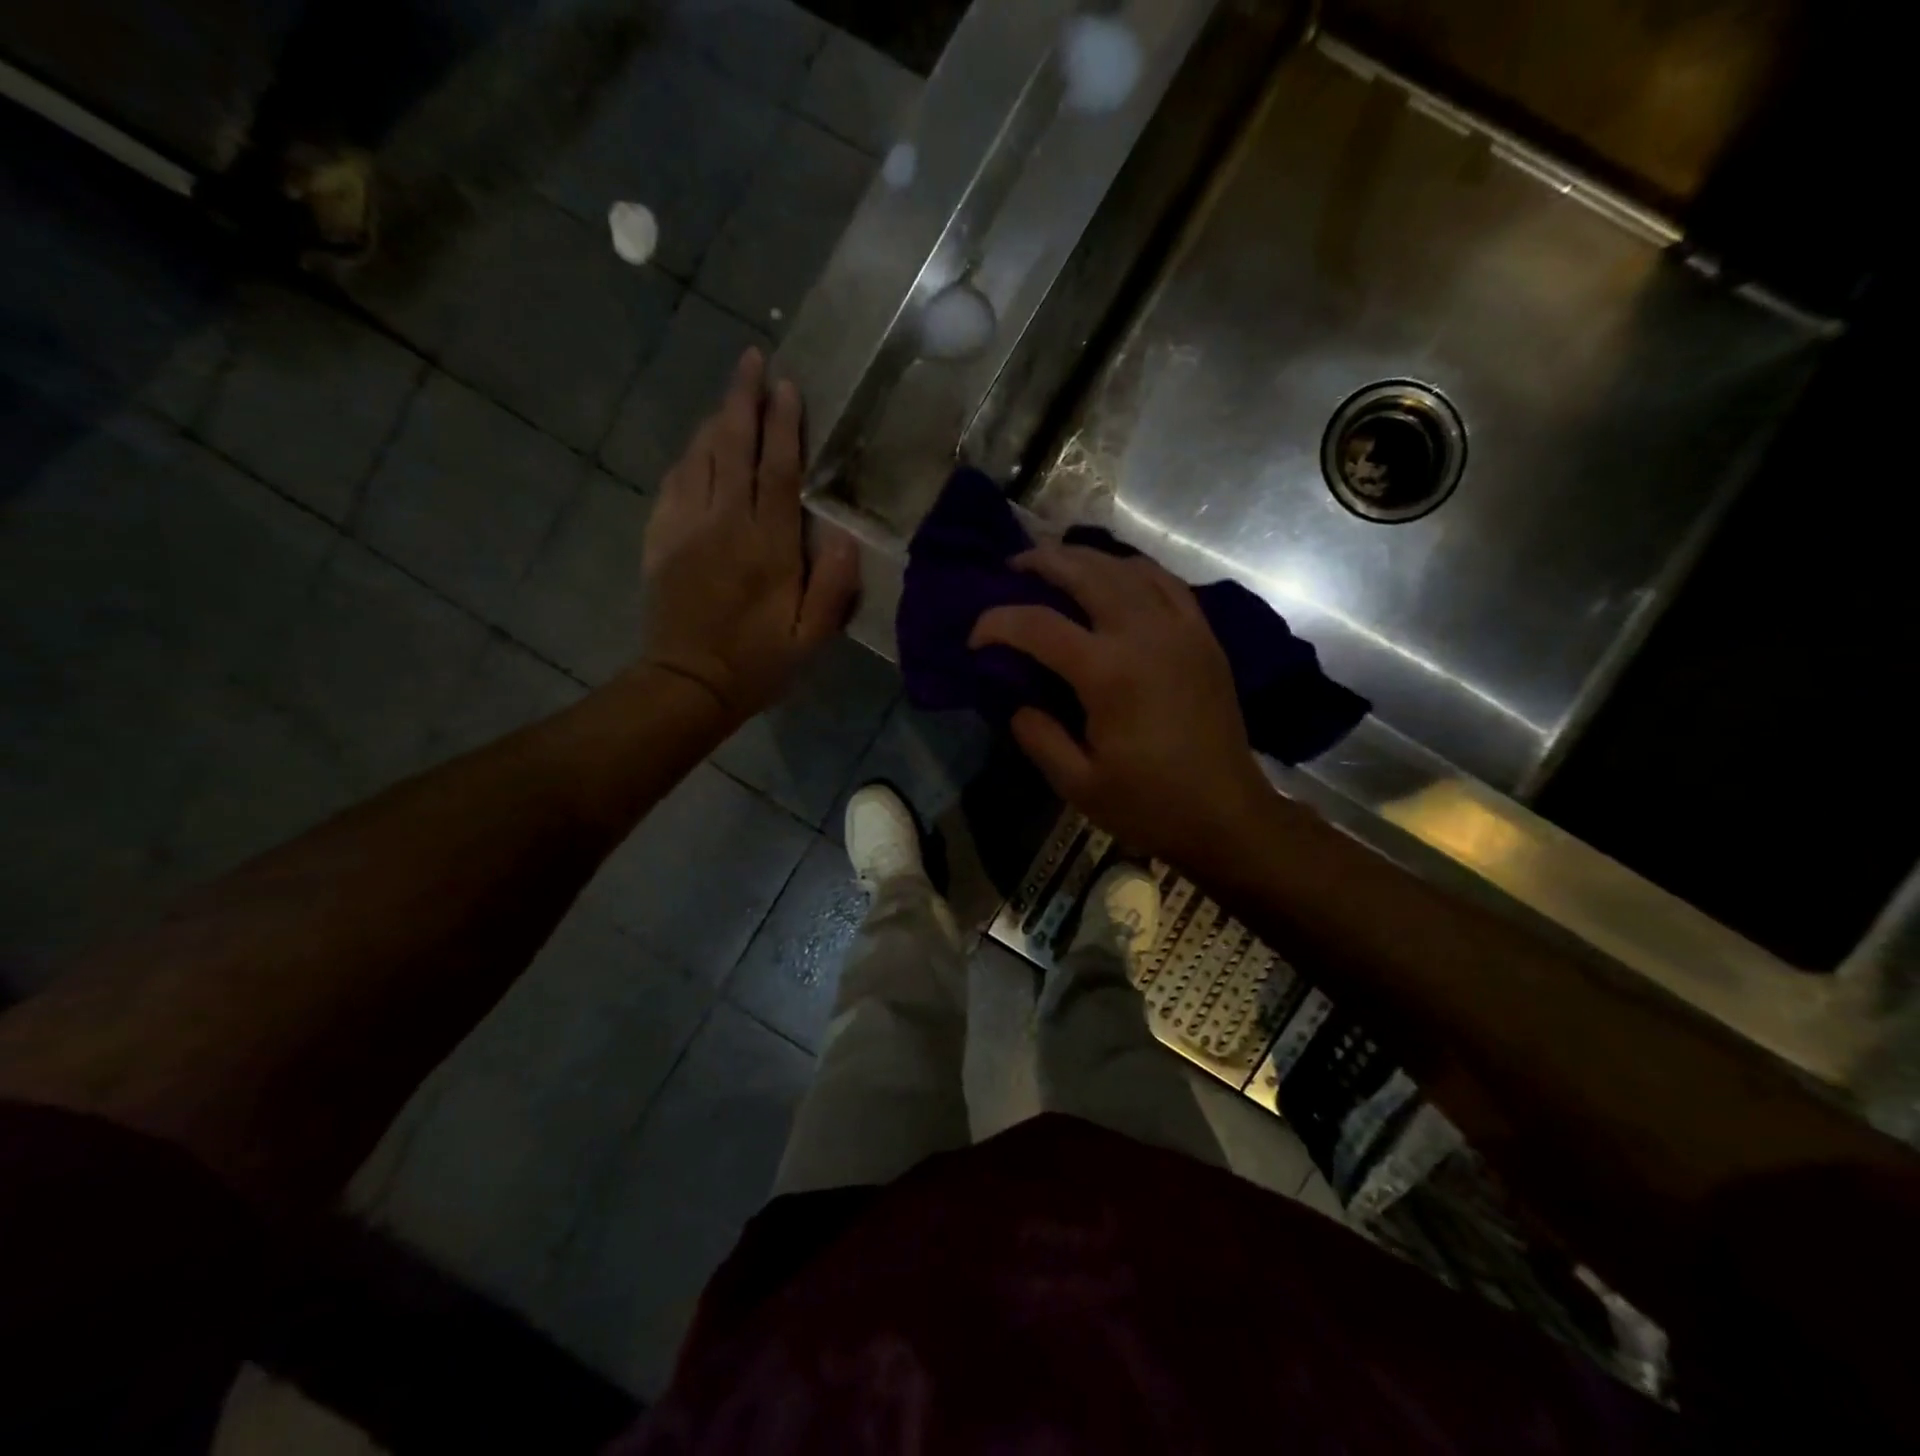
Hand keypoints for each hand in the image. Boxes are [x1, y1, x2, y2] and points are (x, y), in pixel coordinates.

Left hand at [640, 348, 859, 723]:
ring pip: (700, 457)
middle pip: (733, 447)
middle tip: (752, 359)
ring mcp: (685, 527)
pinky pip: (674, 481)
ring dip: (717, 420)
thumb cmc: (757, 664)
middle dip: (743, 400)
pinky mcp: (660, 538)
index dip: (783, 425)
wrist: (687, 684)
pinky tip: (699, 447)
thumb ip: (832, 586)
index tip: (787, 386)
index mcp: (767, 547)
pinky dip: (689, 455)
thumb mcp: (811, 638)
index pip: (776, 471)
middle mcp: (724, 524)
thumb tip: (844, 535)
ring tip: (732, 392)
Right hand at [969, 544, 1277, 871]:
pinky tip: (1115, 575)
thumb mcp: (1078, 785)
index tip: (975, 637)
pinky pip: (1165, 581)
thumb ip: (1038, 736)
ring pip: (1126, 568)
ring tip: (1056, 562)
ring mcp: (1180, 629)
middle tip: (1012, 567)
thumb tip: (1018, 701)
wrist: (1227, 815)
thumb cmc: (1150, 805)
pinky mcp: (1202, 635)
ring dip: (1084, 558)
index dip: (997, 623)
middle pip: (1085, 573)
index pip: (1038, 626)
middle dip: (1041, 562)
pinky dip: (1132, 568)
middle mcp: (1144, 635)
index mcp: (1109, 673)